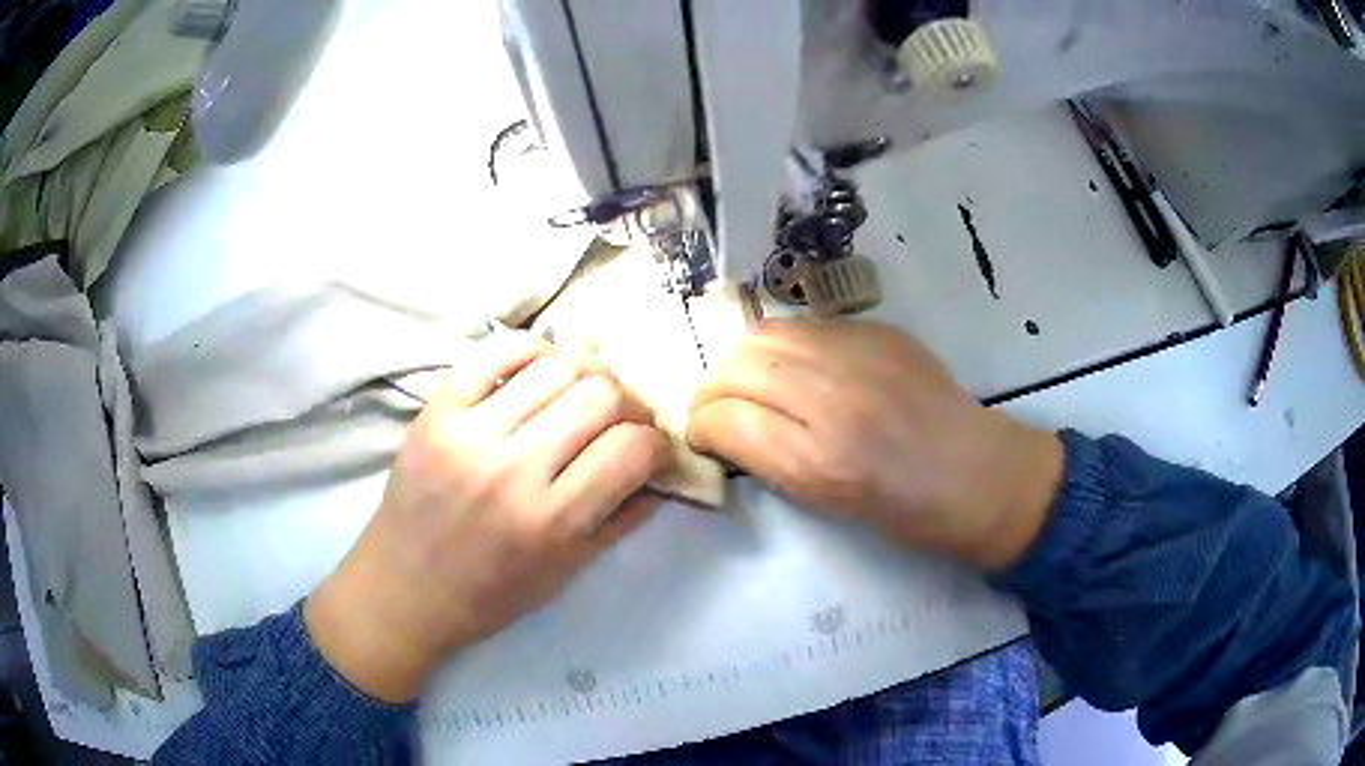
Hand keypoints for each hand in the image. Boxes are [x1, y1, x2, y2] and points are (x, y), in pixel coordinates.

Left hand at [305, 332, 669, 701]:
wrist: (402, 591)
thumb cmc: (487, 596)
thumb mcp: (563, 574)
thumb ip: (619, 522)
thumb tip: (661, 477)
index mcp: (551, 521)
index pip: (631, 450)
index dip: (656, 442)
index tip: (650, 448)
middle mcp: (512, 470)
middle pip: (599, 396)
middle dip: (627, 402)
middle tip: (622, 417)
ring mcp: (468, 434)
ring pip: (553, 367)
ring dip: (583, 374)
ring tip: (580, 393)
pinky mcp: (434, 413)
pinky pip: (490, 354)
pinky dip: (526, 349)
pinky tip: (538, 365)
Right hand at [687, 319, 1062, 570]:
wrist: (977, 473)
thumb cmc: (904, 510)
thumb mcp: (825, 503)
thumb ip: (766, 458)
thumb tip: (722, 427)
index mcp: (818, 459)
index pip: (722, 418)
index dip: (700, 427)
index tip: (705, 437)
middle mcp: (832, 397)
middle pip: (735, 365)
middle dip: (714, 389)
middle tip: (725, 411)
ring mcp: (858, 354)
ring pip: (764, 334)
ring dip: (746, 361)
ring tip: (759, 385)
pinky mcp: (878, 331)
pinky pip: (807, 326)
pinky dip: (788, 348)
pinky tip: (804, 370)